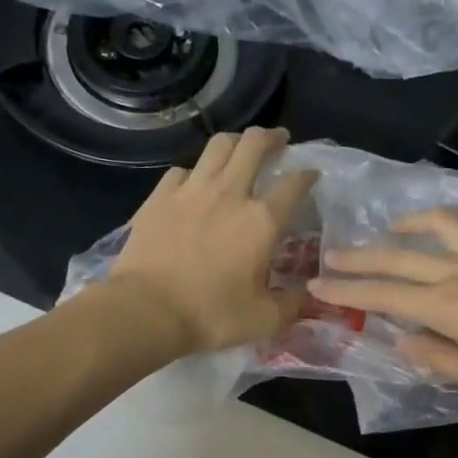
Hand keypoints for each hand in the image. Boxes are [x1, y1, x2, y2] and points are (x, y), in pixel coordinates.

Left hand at [104, 127, 317, 354]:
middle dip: (271, 137)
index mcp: (262, 220)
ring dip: (235, 141)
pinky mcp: (160, 196)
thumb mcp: (264, 320)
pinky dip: (195, 171)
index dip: (307, 175)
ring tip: (240, 147)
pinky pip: (182, 170)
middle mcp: (230, 193)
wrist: (146, 310)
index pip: (294, 184)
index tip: (311, 174)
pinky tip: (194, 182)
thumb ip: (292, 303)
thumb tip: (308, 293)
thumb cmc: (211, 315)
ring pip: (218, 145)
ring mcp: (191, 190)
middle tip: (278, 140)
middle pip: (253, 145)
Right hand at [307, 208, 457, 404]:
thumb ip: (438, 357)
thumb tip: (404, 342)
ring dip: (410, 225)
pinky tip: (455, 225)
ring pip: (440, 226)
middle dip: (361, 257)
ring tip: (394, 228)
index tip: (317, 284)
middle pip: (400, 257)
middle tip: (332, 254)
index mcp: (447, 306)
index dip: (347, 290)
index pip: (384, 295)